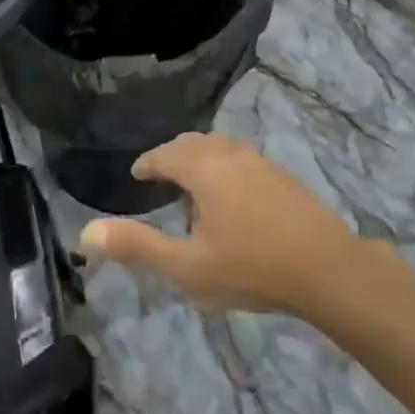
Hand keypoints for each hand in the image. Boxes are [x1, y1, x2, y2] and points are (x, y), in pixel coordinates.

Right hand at [79, 133, 356, 315]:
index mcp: (203, 168)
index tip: (137, 175)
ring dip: (199, 157)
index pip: (165, 154)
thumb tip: (85, 233)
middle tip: (160, 177)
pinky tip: (232, 194)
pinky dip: (223, 165)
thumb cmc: (252, 268)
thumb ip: (137, 247)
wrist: (329, 270)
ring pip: (219, 146)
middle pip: (192, 143)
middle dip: (172, 155)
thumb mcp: (187, 267)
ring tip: (193, 183)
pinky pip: (240, 157)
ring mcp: (260, 161)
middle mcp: (229, 154)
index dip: (147, 163)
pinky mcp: (282, 175)